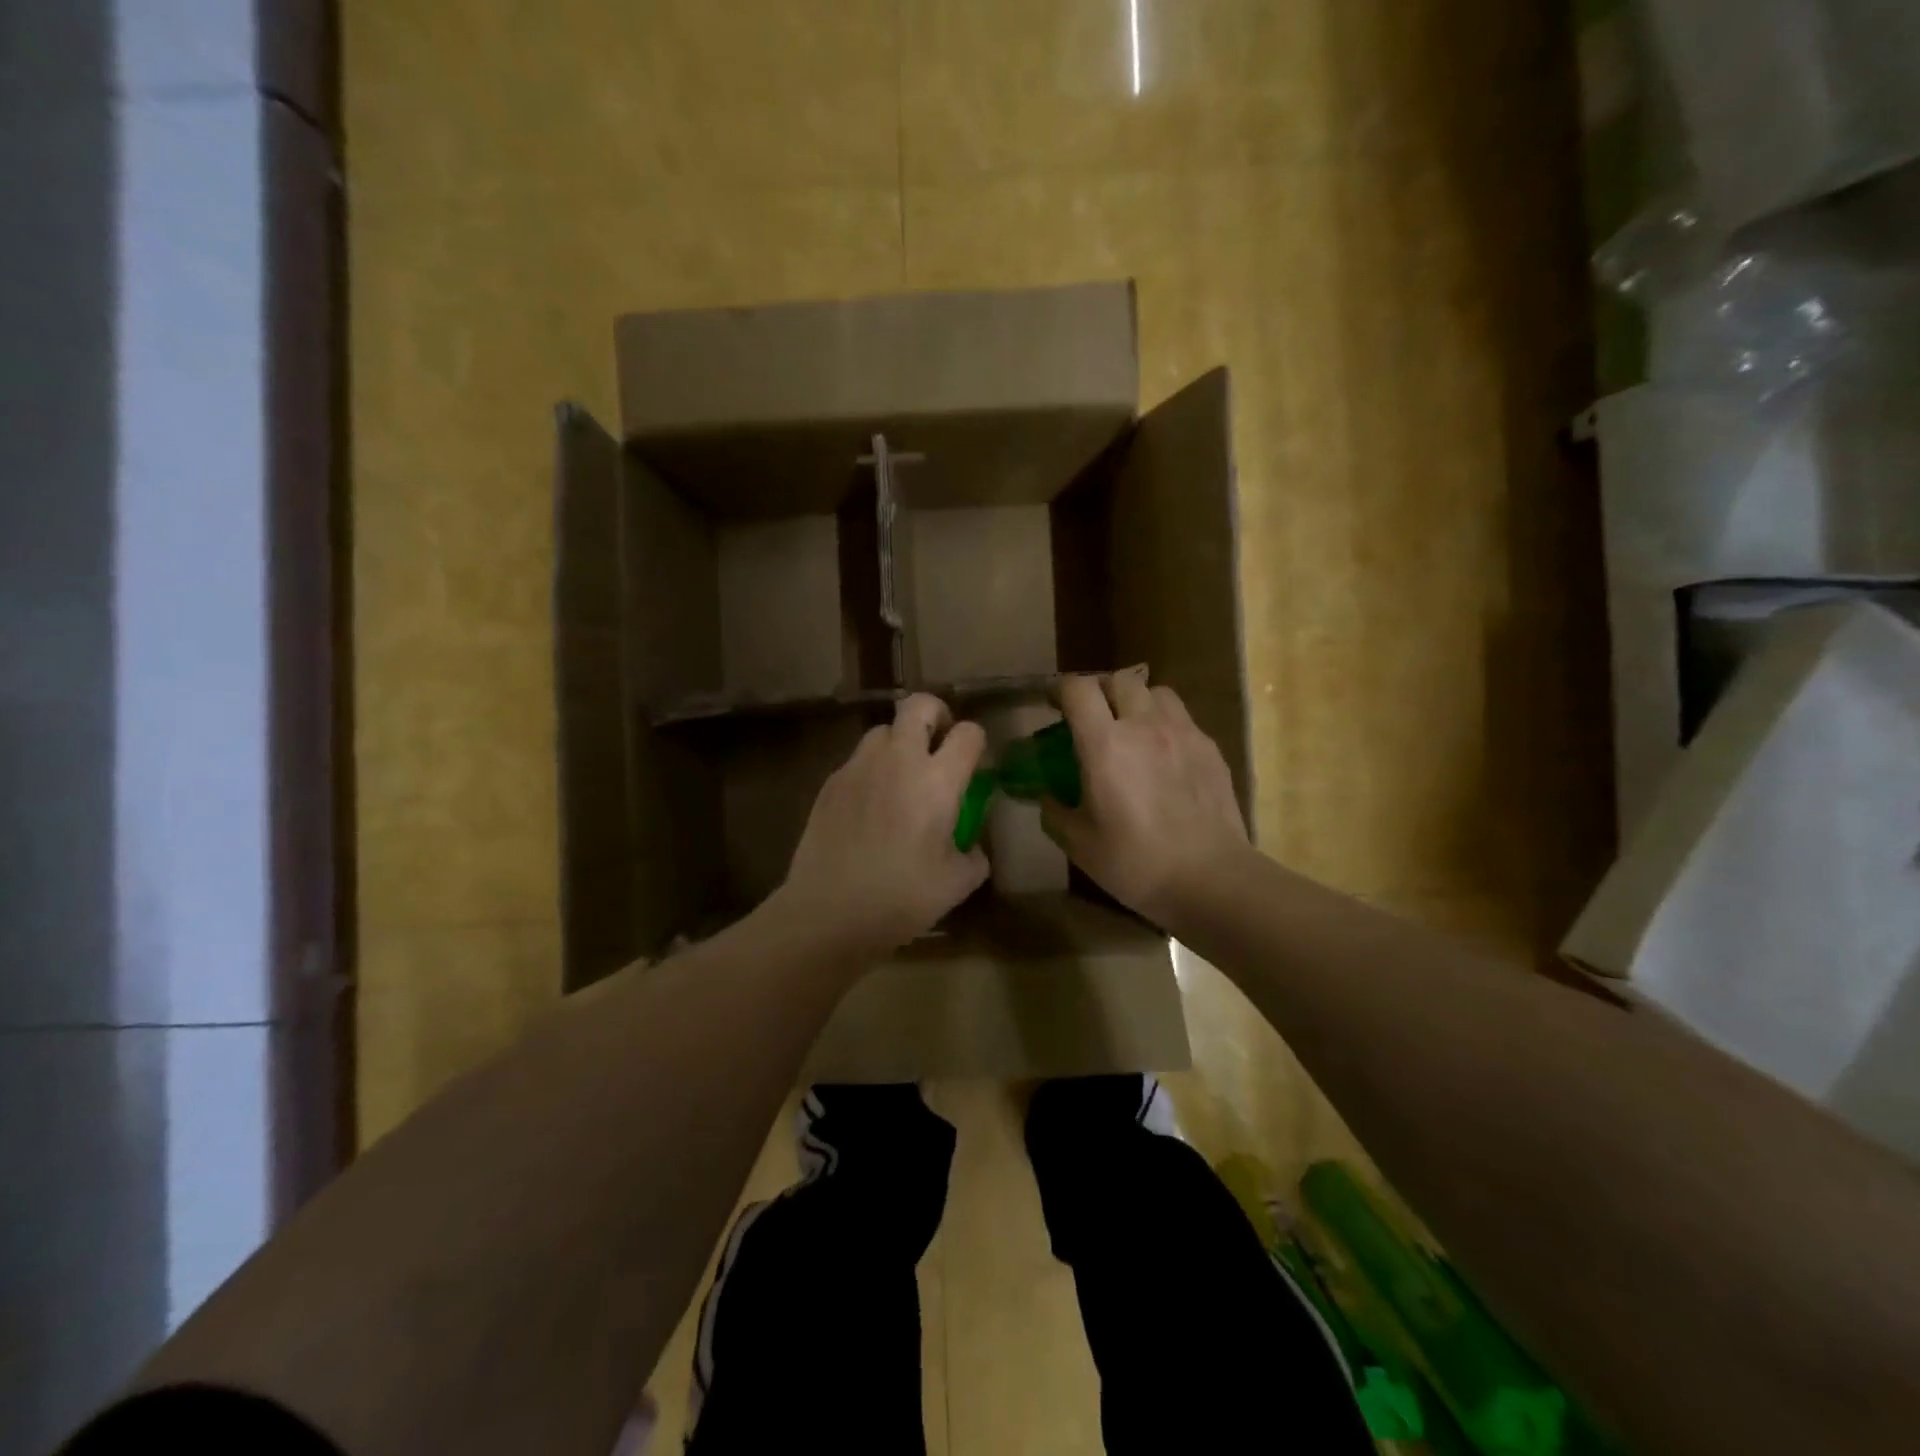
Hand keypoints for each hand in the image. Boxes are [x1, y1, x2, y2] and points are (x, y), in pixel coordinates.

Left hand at [774, 695, 989, 952]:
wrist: (829, 912)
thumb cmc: (901, 898)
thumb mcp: (957, 884)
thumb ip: (974, 856)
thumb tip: (972, 847)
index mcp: (937, 781)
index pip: (967, 733)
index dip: (975, 741)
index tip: (973, 762)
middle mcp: (898, 760)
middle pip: (919, 705)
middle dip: (935, 715)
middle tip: (938, 744)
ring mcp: (858, 767)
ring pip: (882, 730)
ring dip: (899, 742)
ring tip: (901, 777)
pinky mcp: (830, 783)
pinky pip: (857, 760)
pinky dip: (871, 770)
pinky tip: (870, 807)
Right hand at [1042, 670, 1250, 925]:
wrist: (1210, 880)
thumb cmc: (1136, 863)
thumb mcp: (1079, 844)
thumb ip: (1054, 812)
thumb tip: (1047, 796)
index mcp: (1105, 745)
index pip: (1078, 690)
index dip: (1060, 690)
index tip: (1051, 704)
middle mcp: (1144, 726)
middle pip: (1118, 679)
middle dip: (1098, 691)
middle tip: (1091, 717)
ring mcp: (1183, 733)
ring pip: (1155, 691)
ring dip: (1136, 701)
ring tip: (1130, 728)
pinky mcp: (1209, 748)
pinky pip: (1182, 718)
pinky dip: (1164, 724)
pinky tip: (1162, 755)